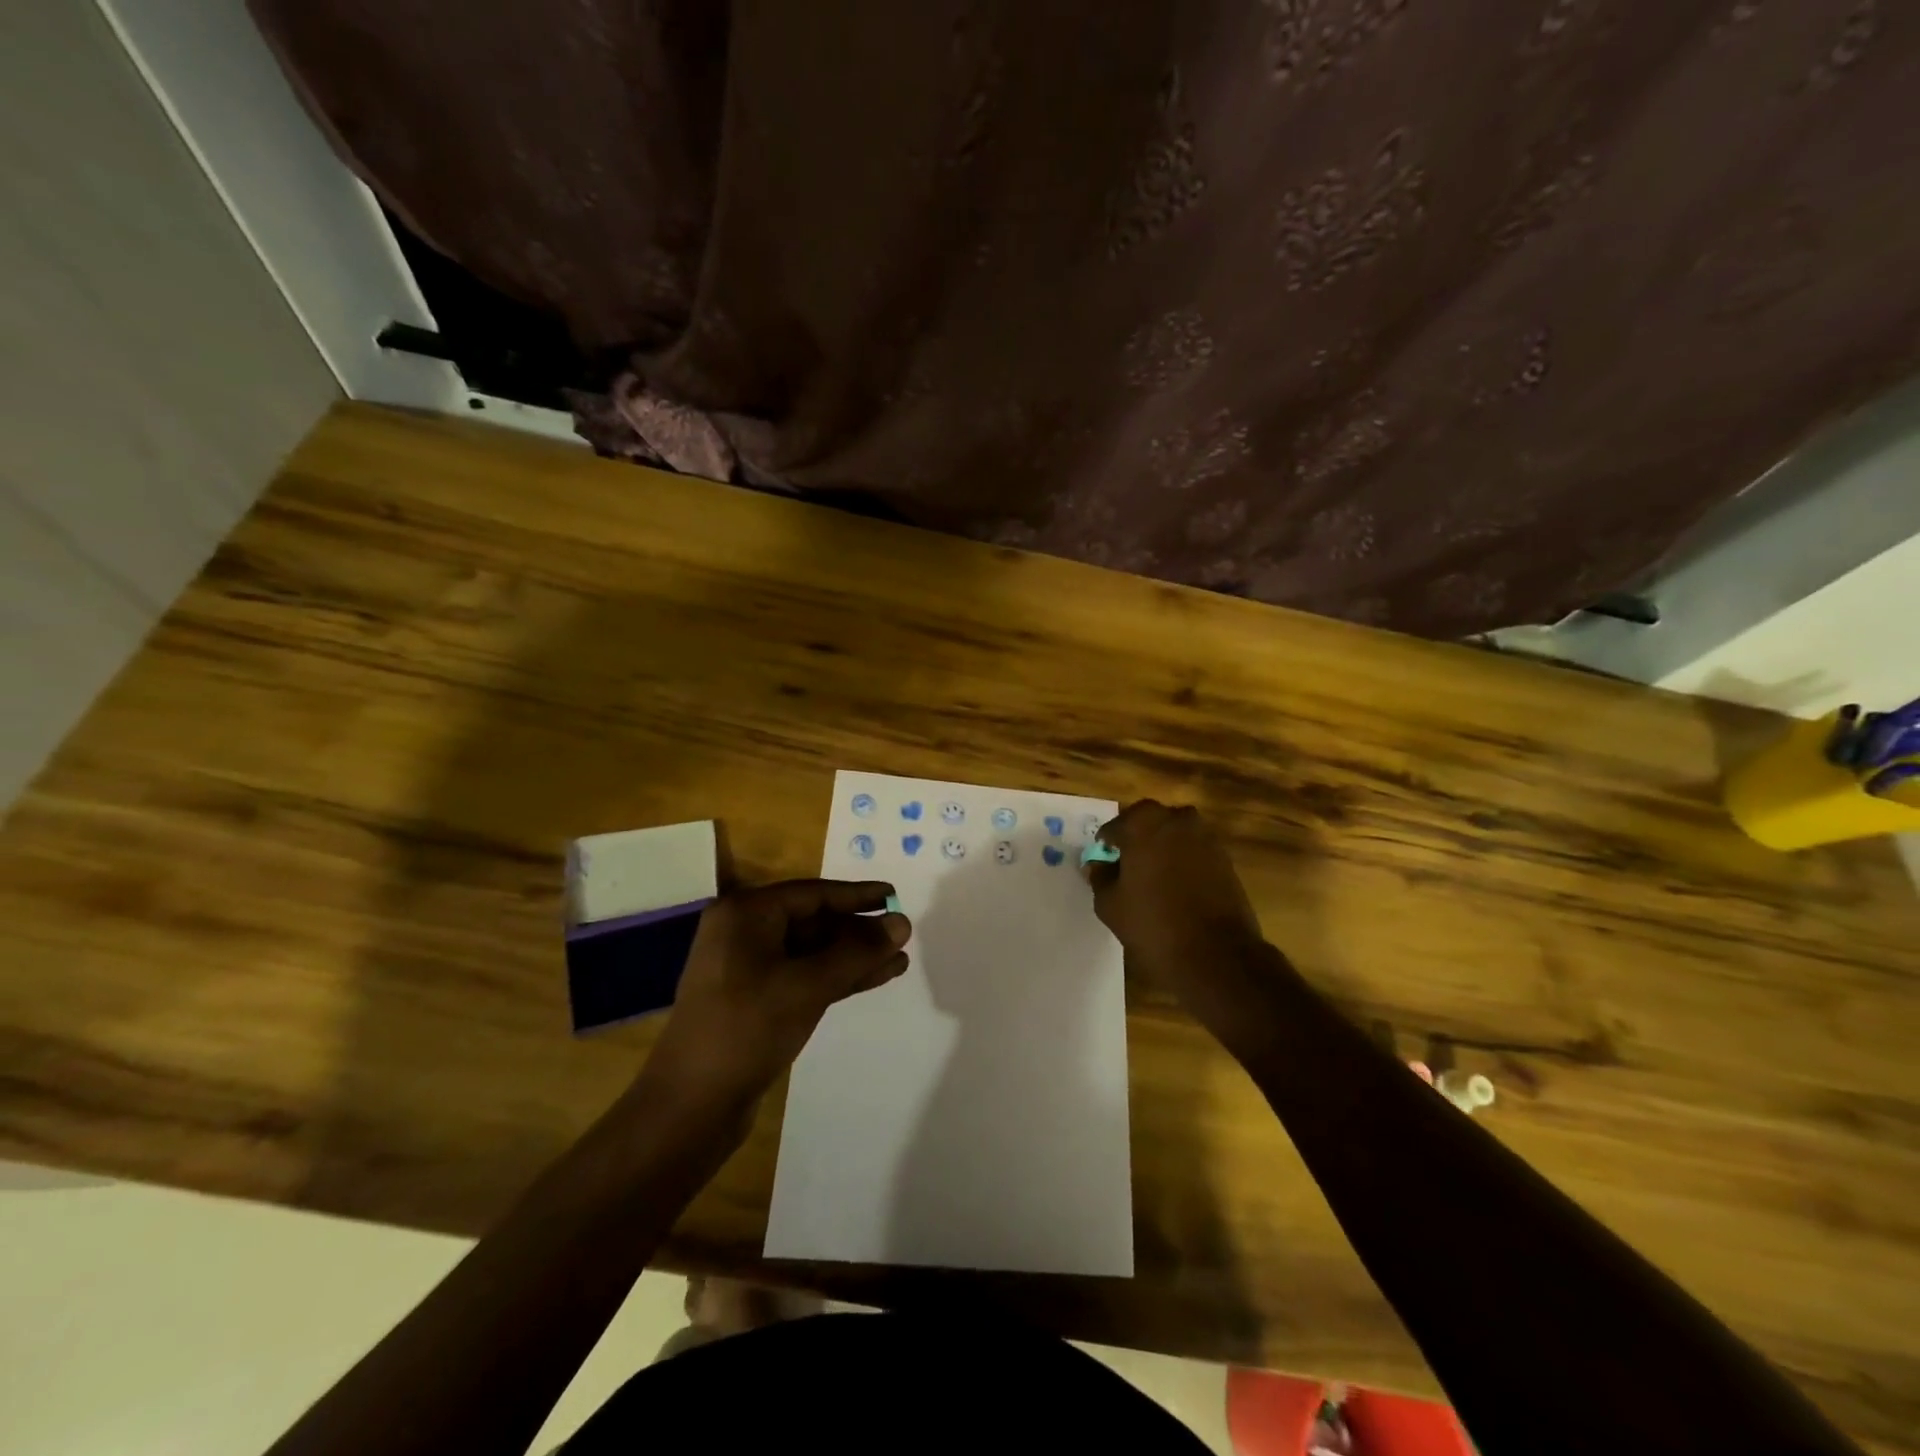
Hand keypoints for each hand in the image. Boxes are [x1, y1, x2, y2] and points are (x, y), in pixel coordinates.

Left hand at [642, 880, 910, 1102]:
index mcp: (746, 914)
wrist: (690, 1106)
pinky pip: (804, 976)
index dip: (857, 895)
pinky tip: (874, 979)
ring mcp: (748, 968)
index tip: (894, 895)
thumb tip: (903, 922)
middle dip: (858, 931)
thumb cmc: (747, 1029)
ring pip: (812, 952)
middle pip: (813, 921)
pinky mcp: (756, 1000)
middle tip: (902, 935)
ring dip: (853, 956)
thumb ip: (858, 952)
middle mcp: (744, 932)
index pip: (813, 893)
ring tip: (899, 960)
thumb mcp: (808, 985)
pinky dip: (837, 977)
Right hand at [1088, 801, 1271, 1032]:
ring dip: (1162, 850)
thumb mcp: (1110, 904)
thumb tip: (1098, 865)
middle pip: (1148, 823)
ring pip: (1174, 836)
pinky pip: (1195, 852)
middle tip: (1126, 868)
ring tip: (1152, 880)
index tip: (1104, 863)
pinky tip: (1176, 889)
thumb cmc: (1153, 924)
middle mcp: (1177, 820)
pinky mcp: (1225, 859)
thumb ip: (1100, 877)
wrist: (1216, 954)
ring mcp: (1206, 838)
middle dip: (1136, 841)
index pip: (1116, 826)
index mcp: (1144, 823)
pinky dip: (1183, 863)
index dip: (1107, 845)